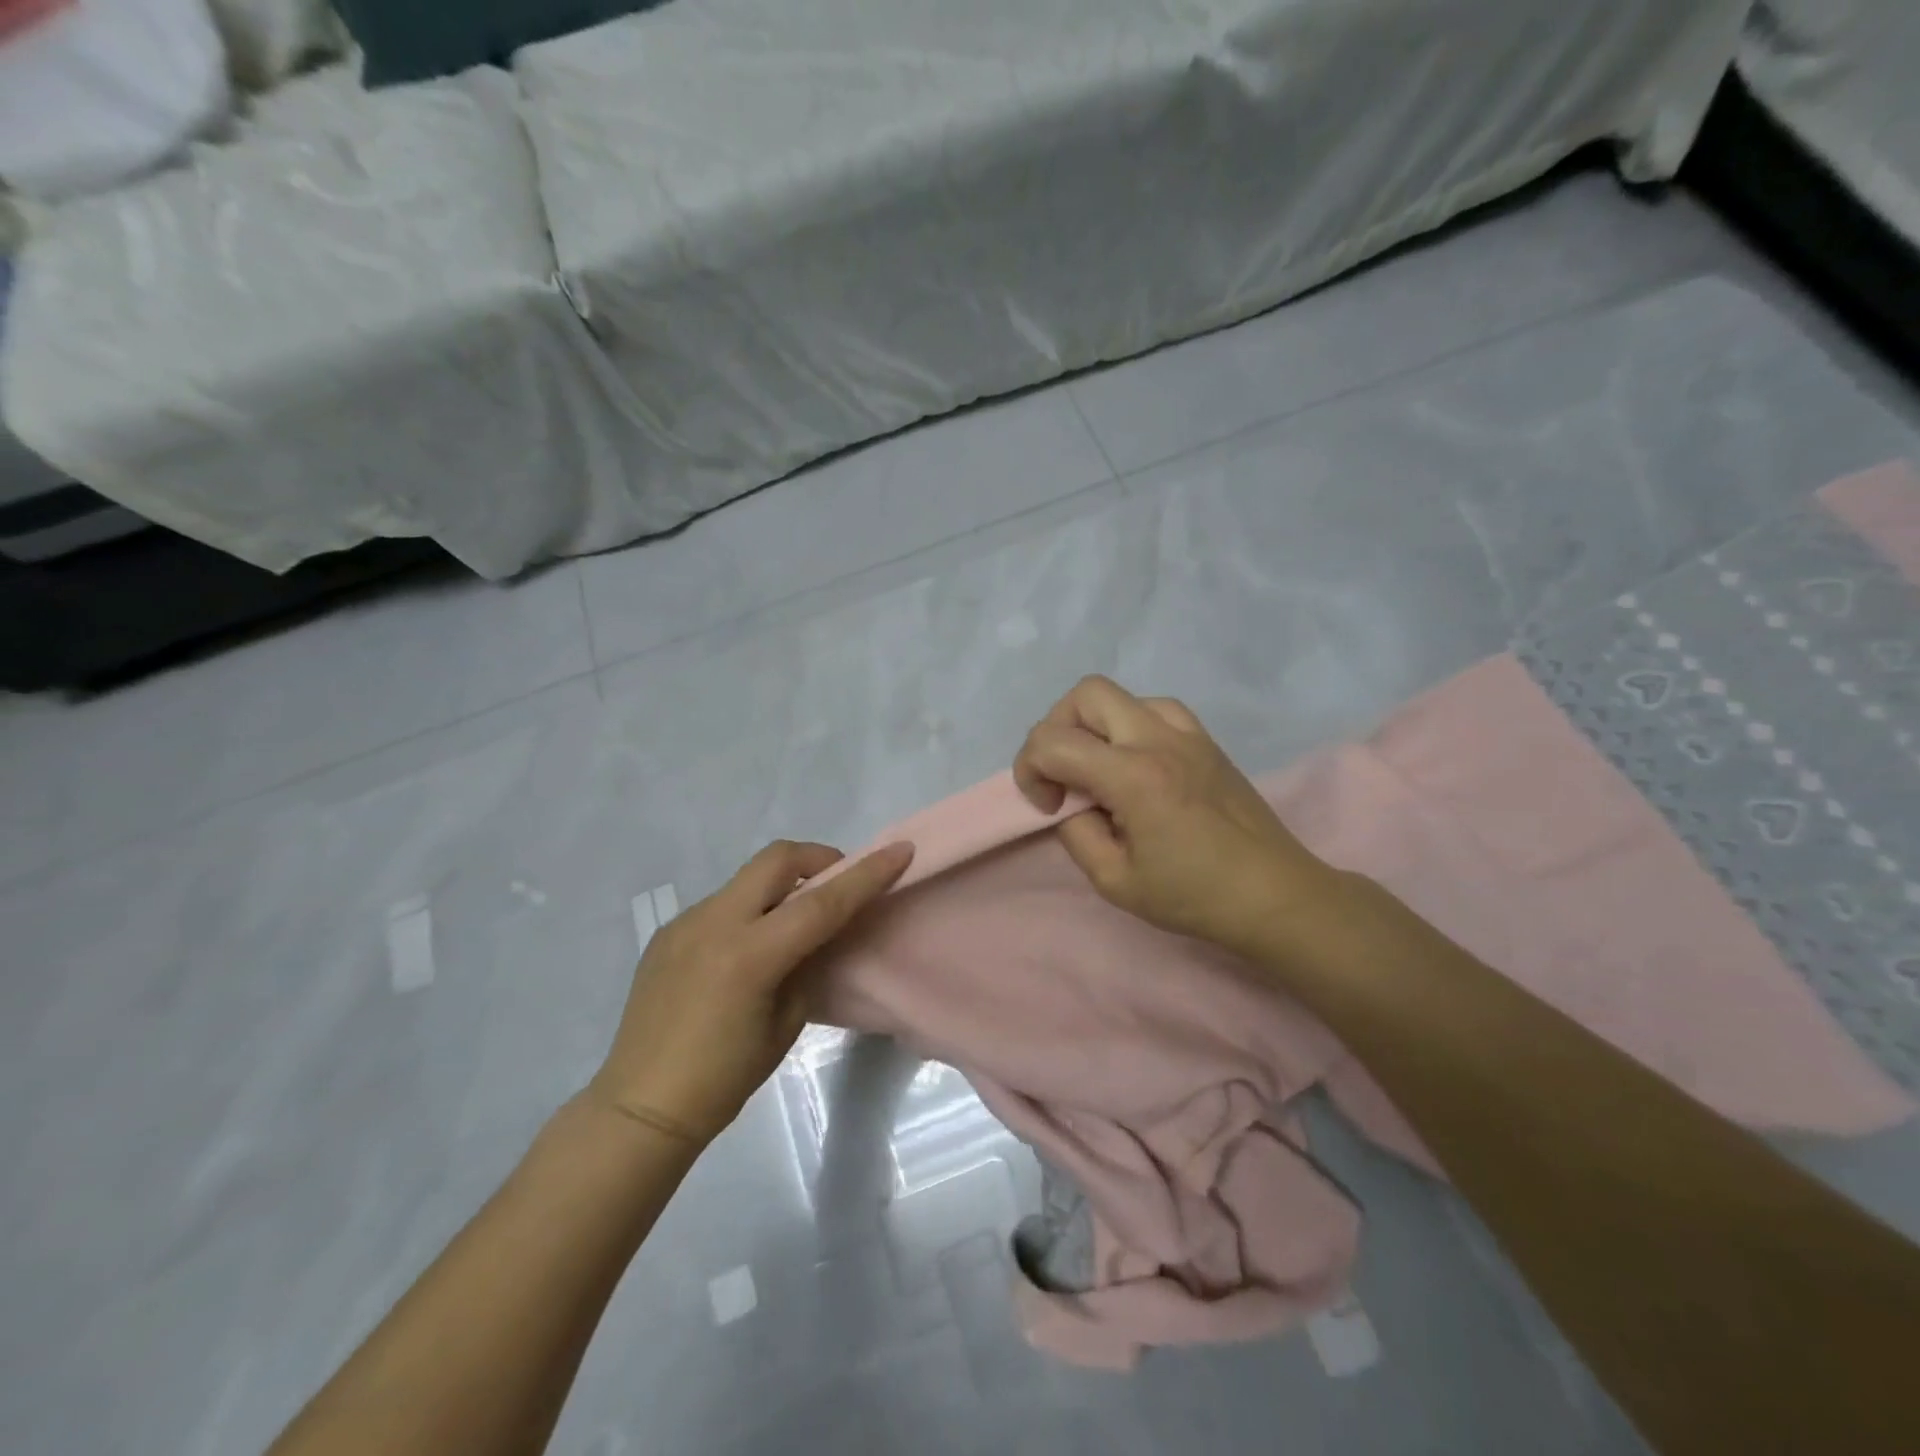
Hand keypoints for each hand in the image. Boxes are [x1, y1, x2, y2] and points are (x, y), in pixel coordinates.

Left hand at [590, 840, 912, 1144]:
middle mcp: (715, 923)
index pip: (822, 902)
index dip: (866, 874)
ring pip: (748, 878)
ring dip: (782, 887)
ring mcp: (686, 922)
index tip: (900, 850)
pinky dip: (750, 910)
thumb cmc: (724, 1078)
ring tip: (791, 925)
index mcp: (750, 955)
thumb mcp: (786, 1023)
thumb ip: (810, 965)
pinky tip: (747, 951)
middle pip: (777, 859)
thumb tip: (827, 933)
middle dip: (818, 858)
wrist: (640, 1106)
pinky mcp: (669, 931)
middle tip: (837, 883)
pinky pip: (722, 903)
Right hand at [1013, 676, 1336, 957]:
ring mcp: (1188, 733)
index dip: (1029, 770)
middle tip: (1063, 775)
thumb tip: (1068, 802)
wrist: (1274, 894)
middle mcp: (1159, 740)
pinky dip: (1130, 725)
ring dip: (1094, 724)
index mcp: (1134, 777)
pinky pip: (1155, 708)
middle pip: (1085, 693)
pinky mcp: (1206, 740)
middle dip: (1056, 729)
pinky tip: (1137, 763)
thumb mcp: (1115, 881)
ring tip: (1099, 769)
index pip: (1053, 741)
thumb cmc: (1194, 896)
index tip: (1048, 807)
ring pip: (1121, 695)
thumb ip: (1076, 832)